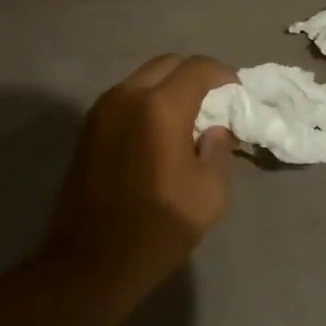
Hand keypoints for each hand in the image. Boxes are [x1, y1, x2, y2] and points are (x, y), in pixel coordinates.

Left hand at [40, 55, 238, 313]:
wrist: (90, 262)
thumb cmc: (157, 229)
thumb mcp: (211, 194)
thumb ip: (219, 150)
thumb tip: (214, 129)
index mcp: (160, 107)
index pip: (198, 68)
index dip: (223, 75)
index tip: (236, 95)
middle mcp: (128, 95)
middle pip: (168, 63)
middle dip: (195, 76)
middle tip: (213, 103)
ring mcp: (102, 109)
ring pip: (143, 77)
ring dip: (169, 87)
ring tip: (186, 117)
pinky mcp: (88, 126)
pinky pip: (125, 96)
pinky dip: (147, 101)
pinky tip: (158, 131)